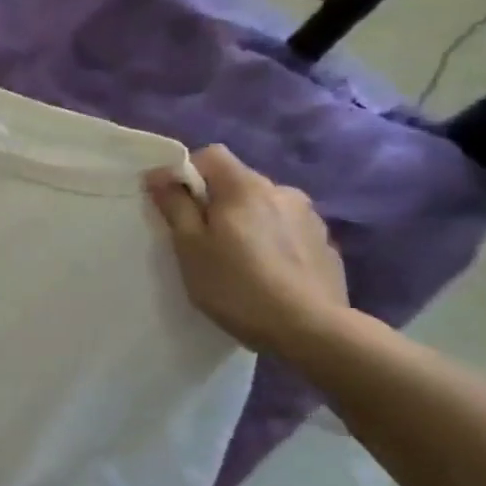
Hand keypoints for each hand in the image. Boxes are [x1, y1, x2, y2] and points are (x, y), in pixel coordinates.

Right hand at [144, 145, 350, 358]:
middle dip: (217, 202)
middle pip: (238, 182)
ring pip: (265, 207)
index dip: (188, 173)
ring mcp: (310, 218)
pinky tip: (267, 274)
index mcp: (245, 187)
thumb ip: (175, 205)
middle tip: (202, 240)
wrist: (311, 330)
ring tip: (238, 260)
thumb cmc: (236, 285)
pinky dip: (272, 242)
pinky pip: (288, 230)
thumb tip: (159, 174)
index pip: (211, 155)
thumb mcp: (190, 246)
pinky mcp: (326, 245)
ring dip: (248, 222)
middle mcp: (282, 191)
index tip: (176, 205)